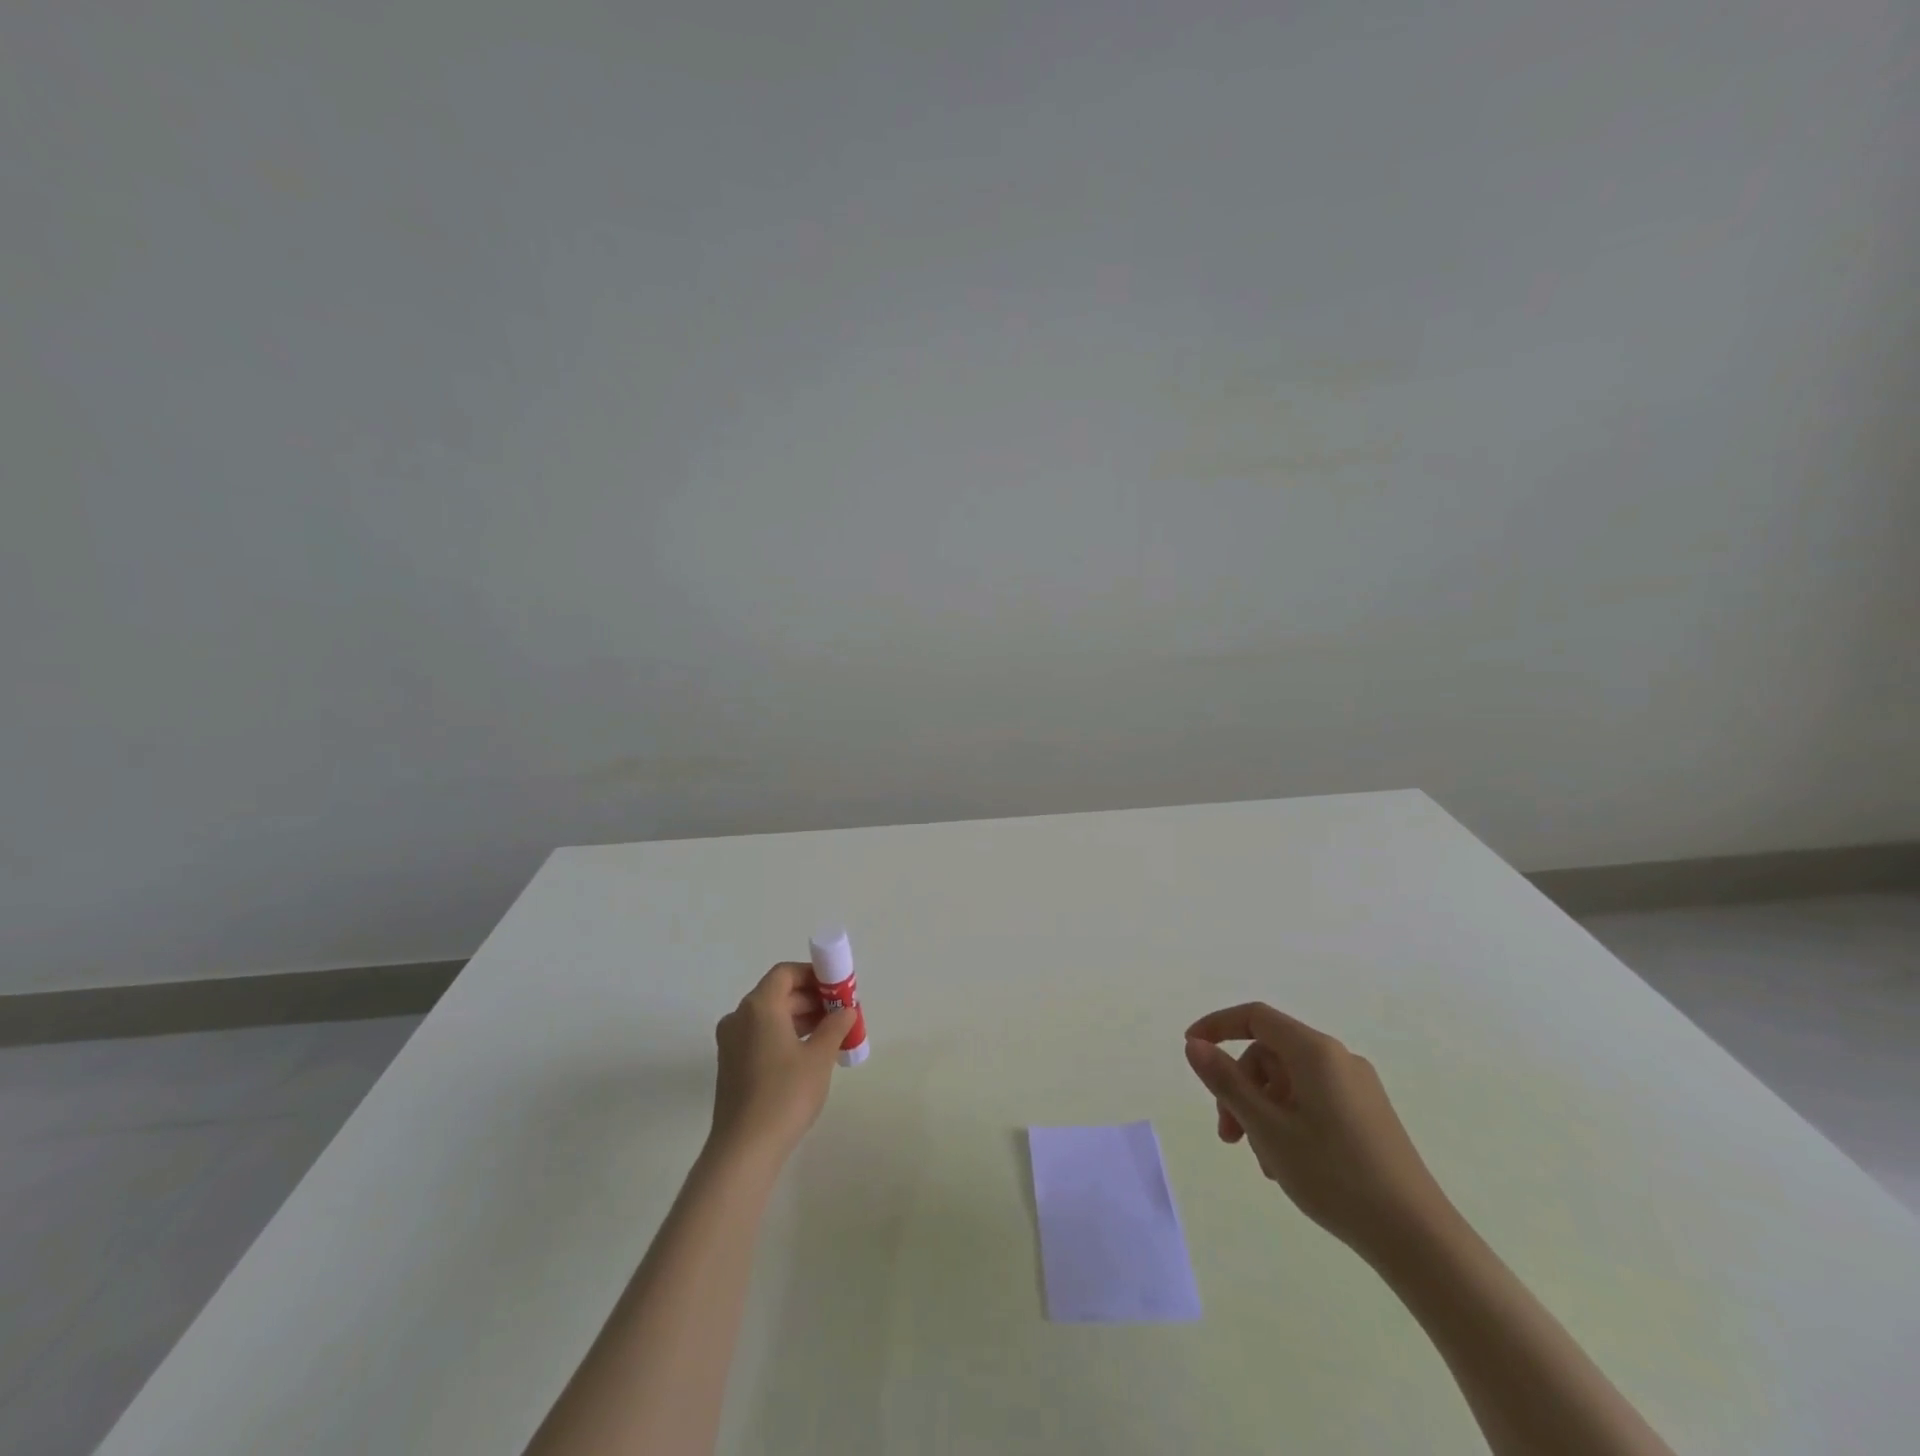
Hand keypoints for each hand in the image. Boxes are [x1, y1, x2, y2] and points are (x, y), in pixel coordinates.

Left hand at [708, 962, 857, 1162]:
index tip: (838, 988)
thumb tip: (845, 1010)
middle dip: (811, 998)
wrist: (744, 1149)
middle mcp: (739, 1017)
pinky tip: (808, 1054)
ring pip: (769, 1016)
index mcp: (758, 1006)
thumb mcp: (819, 1057)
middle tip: (840, 1012)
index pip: (786, 973)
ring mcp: (731, 1043)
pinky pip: (761, 1036)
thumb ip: (835, 1026)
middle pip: (778, 993)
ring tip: (830, 1034)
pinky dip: (784, 1035)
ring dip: (800, 1018)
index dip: (813, 974)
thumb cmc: (785, 1094)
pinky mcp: (731, 1065)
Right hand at [1184, 1002, 1447, 1256]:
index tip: (1190, 1049)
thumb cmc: (1335, 1175)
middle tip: (1228, 1135)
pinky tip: (1286, 1164)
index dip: (1217, 1026)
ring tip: (1261, 1161)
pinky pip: (1312, 1100)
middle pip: (1269, 1054)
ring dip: (1262, 1111)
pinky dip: (1288, 1121)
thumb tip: (1194, 1045)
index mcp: (1315, 1052)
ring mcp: (1357, 1088)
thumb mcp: (1268, 1128)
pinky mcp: (1368, 1115)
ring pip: (1288, 1082)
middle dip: (1239, 1087)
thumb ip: (1226, 1082)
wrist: (1418, 1238)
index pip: (1255, 1017)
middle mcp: (1338, 1059)